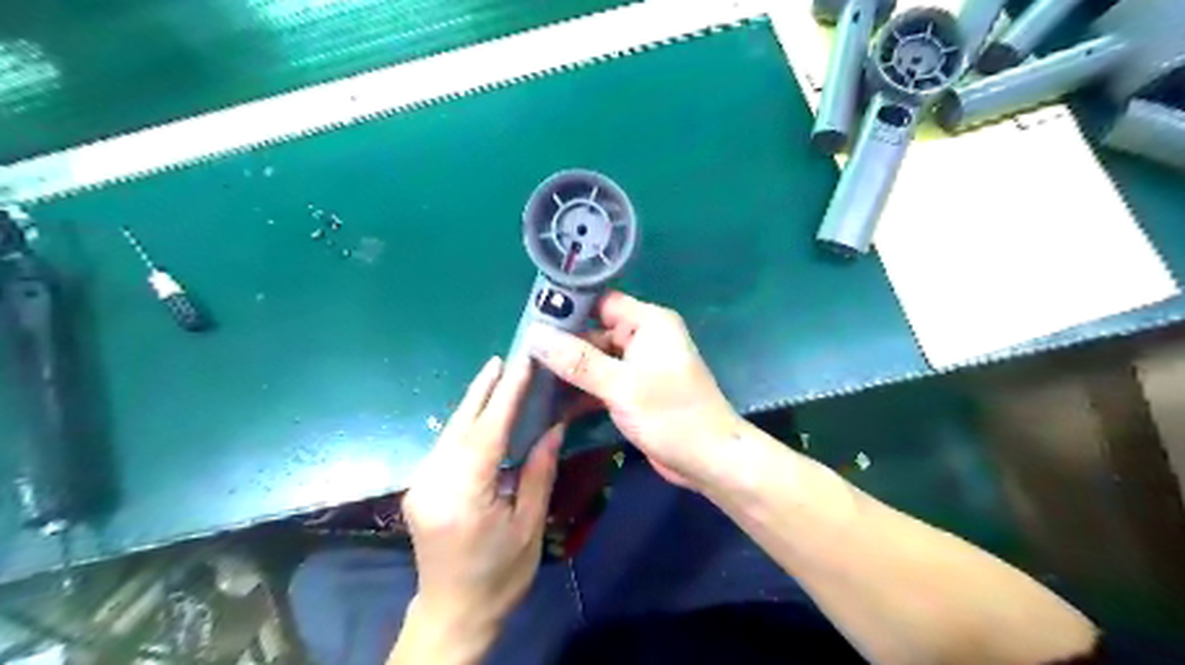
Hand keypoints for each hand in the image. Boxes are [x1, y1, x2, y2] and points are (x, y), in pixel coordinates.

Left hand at [400, 359, 561, 643]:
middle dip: (483, 388)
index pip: (488, 431)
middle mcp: (433, 482)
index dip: (507, 394)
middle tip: (505, 358)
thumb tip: (552, 427)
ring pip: (450, 432)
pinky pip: (446, 446)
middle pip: (461, 425)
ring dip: (474, 403)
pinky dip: (466, 424)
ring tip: (497, 376)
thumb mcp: (528, 526)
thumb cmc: (500, 576)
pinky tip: (481, 413)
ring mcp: (421, 484)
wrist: (453, 614)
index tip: (522, 362)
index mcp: (463, 494)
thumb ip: (538, 472)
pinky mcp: (420, 488)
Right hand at [528, 289, 737, 488]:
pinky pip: (602, 381)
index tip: (530, 320)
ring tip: (527, 377)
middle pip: (594, 332)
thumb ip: (578, 361)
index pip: (601, 302)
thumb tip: (534, 336)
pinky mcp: (634, 390)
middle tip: (521, 355)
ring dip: (568, 370)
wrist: (710, 460)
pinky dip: (582, 390)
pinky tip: (550, 401)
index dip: (568, 308)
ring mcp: (638, 366)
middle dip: (562, 345)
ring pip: (595, 359)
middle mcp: (643, 338)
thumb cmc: (671, 415)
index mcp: (648, 323)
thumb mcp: (621, 386)